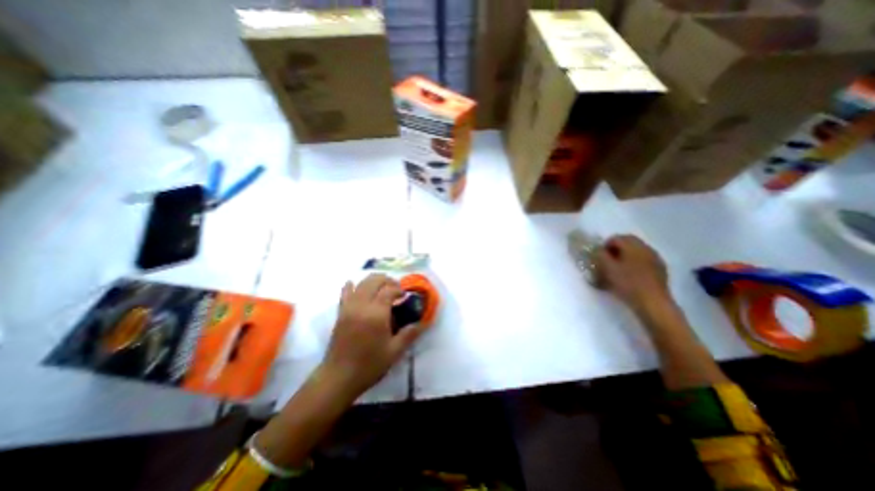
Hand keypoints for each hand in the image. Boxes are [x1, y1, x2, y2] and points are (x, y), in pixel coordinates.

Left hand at [321, 274, 425, 400]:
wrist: (338, 378)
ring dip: (373, 281)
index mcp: (377, 314)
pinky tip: (355, 285)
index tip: (405, 295)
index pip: (389, 290)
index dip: (399, 289)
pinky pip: (345, 293)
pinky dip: (351, 286)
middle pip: (374, 281)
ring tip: (382, 288)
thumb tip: (423, 323)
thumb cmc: (369, 365)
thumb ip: (409, 334)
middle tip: (396, 289)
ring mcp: (349, 307)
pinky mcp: (340, 313)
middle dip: (387, 280)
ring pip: (361, 283)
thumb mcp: (394, 352)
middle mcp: (362, 305)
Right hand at [596, 237, 671, 312]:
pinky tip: (630, 276)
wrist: (653, 303)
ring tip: (617, 270)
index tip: (599, 257)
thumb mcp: (607, 268)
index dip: (604, 246)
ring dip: (625, 257)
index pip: (616, 238)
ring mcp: (655, 259)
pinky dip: (634, 264)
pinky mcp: (660, 270)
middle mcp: (646, 248)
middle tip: (606, 262)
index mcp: (633, 245)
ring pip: (636, 252)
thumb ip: (600, 255)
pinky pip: (643, 261)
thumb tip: (597, 249)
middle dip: (615, 250)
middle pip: (627, 243)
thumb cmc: (627, 284)